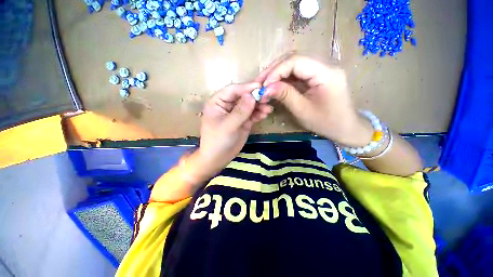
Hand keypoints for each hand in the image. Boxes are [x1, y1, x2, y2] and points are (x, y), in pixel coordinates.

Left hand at [195, 82, 273, 179]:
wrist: (218, 158)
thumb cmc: (218, 141)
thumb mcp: (228, 126)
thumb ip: (240, 111)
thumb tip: (251, 95)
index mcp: (217, 102)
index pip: (233, 90)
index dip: (246, 87)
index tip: (260, 87)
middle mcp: (227, 105)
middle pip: (243, 96)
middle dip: (255, 97)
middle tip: (268, 97)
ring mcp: (236, 113)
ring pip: (249, 105)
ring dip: (259, 105)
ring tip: (269, 108)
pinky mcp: (243, 121)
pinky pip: (252, 114)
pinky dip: (259, 113)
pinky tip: (266, 114)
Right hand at [256, 55, 372, 146]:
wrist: (345, 127)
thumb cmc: (326, 122)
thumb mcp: (303, 111)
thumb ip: (285, 95)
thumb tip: (265, 88)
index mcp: (326, 72)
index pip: (296, 61)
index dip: (276, 71)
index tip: (263, 86)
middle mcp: (325, 64)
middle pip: (294, 58)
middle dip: (274, 70)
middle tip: (259, 83)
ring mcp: (322, 68)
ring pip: (294, 64)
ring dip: (277, 73)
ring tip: (264, 84)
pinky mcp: (317, 75)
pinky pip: (298, 72)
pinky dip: (284, 78)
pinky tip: (275, 85)